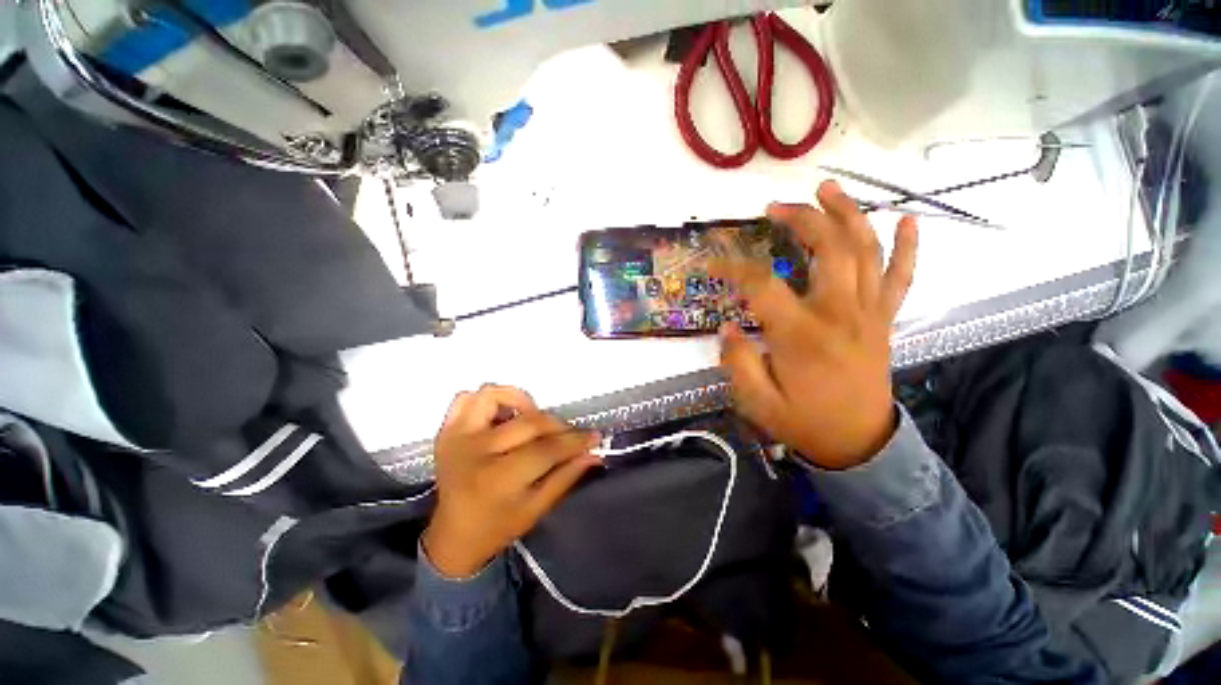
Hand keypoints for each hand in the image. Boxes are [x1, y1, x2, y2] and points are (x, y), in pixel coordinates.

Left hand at [423, 385, 601, 577]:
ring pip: (494, 395)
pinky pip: (467, 398)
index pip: (546, 449)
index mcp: (497, 480)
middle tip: (569, 435)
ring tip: (532, 420)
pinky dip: (489, 400)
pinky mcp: (447, 430)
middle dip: (558, 426)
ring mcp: (457, 437)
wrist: (453, 536)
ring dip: (521, 402)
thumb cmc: (498, 526)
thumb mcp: (537, 509)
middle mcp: (475, 452)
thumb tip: (594, 452)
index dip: (575, 441)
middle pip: (529, 422)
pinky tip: (504, 416)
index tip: (594, 436)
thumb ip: (567, 476)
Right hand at [712, 181, 918, 469]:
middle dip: (801, 219)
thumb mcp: (756, 401)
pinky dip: (908, 246)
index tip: (713, 261)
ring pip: (866, 251)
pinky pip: (902, 277)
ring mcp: (869, 313)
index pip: (762, 285)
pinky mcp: (884, 320)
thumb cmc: (804, 423)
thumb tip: (726, 327)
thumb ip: (737, 361)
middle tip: (775, 207)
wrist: (859, 444)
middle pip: (828, 249)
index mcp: (802, 335)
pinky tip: (907, 220)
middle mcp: (840, 314)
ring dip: (849, 214)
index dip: (734, 268)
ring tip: (829, 189)